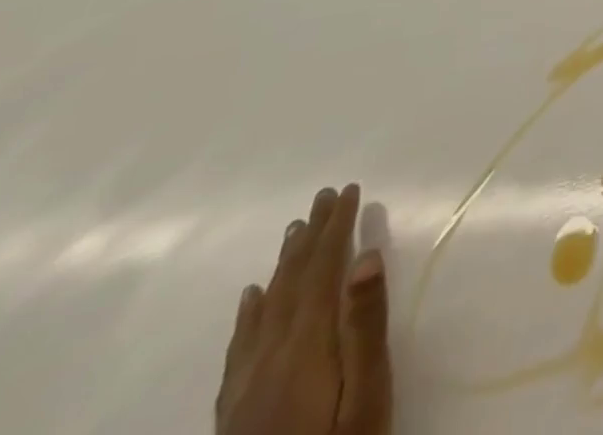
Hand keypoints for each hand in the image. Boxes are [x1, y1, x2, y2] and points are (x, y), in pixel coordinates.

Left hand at [215, 184, 392, 434]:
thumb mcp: (367, 395)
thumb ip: (365, 326)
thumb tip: (366, 257)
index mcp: (306, 348)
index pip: (322, 271)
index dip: (336, 227)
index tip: (348, 190)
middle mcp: (270, 359)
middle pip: (292, 284)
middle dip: (311, 237)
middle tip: (323, 196)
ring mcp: (246, 388)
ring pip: (266, 309)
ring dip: (284, 265)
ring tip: (294, 230)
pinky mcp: (235, 413)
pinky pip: (241, 348)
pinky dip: (250, 314)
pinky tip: (252, 298)